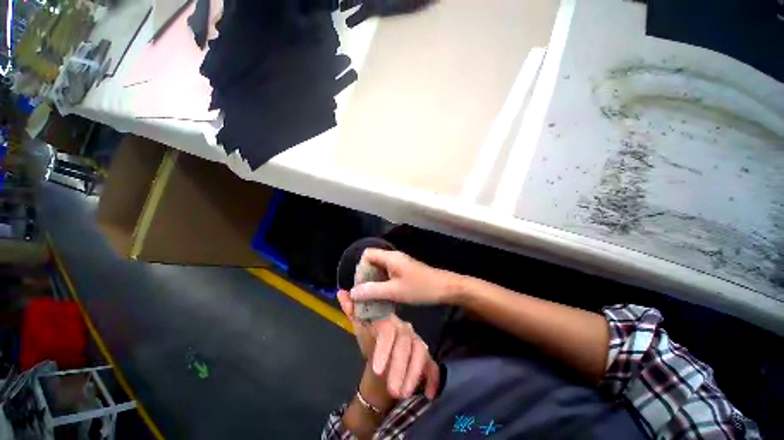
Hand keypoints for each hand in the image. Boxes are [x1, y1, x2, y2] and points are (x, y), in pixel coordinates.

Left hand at [338, 290, 439, 398]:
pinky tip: (429, 393)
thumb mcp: (360, 330)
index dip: (384, 348)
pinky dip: (432, 379)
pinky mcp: (425, 357)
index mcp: (389, 322)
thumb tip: (341, 292)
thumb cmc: (370, 344)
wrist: (382, 363)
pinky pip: (432, 366)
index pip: (388, 331)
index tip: (378, 369)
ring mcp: (417, 342)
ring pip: (420, 353)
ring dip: (413, 373)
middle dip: (400, 366)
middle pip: (406, 343)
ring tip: (403, 394)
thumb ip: (351, 312)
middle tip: (393, 390)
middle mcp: (405, 330)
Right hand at [349, 250, 458, 305]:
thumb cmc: (420, 288)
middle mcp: (393, 257)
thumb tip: (353, 292)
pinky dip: (384, 283)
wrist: (445, 288)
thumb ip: (373, 291)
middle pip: (373, 261)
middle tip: (366, 294)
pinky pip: (389, 274)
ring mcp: (400, 264)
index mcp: (390, 257)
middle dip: (367, 277)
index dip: (360, 268)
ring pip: (381, 269)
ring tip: (373, 298)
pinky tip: (385, 297)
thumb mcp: (395, 291)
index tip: (361, 285)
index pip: (367, 254)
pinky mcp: (405, 271)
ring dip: (375, 282)